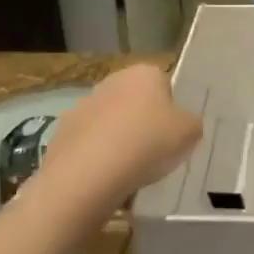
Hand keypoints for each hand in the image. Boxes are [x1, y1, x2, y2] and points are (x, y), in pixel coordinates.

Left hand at [32, 65, 202, 203]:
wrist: (89, 174)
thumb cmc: (148, 143)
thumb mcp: (190, 133)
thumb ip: (191, 124)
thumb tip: (184, 125)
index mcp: (144, 73)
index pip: (164, 85)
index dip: (171, 110)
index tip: (173, 134)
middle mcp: (112, 81)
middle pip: (135, 102)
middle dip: (143, 123)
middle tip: (154, 152)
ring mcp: (82, 106)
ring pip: (110, 123)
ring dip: (118, 140)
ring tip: (130, 171)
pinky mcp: (62, 133)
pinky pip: (89, 145)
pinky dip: (97, 158)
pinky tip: (106, 179)